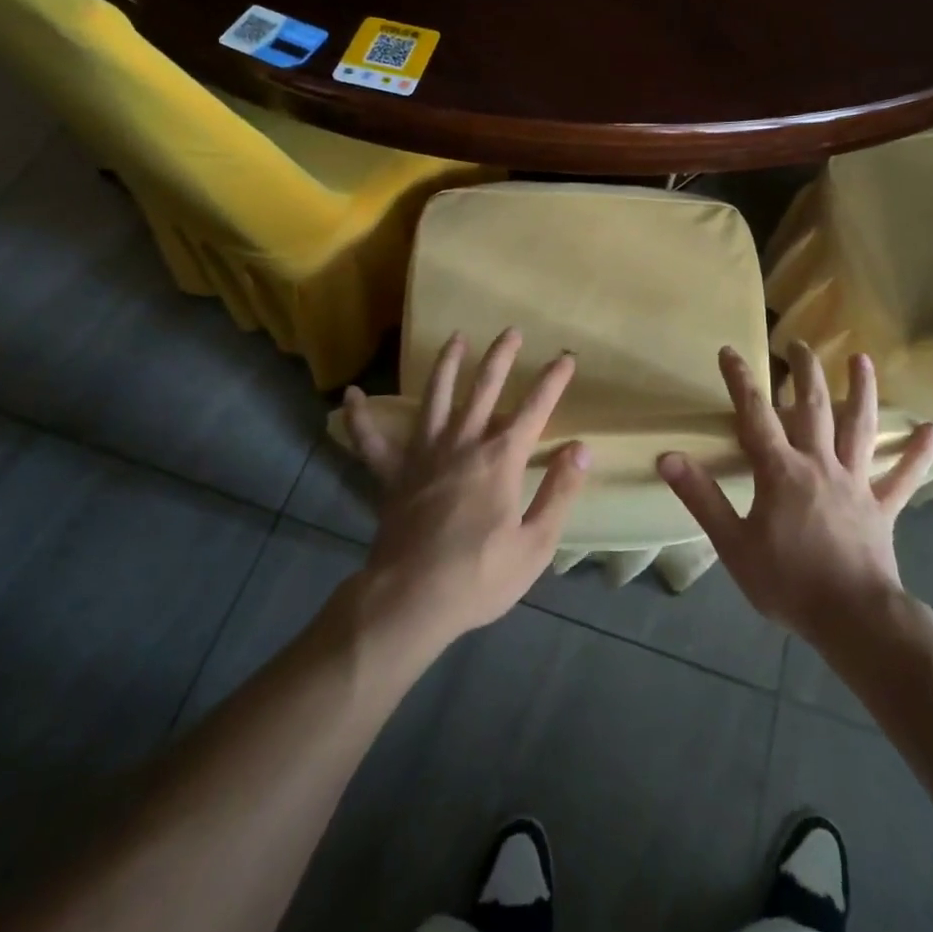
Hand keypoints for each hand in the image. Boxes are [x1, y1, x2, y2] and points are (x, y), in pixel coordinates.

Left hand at [342, 329, 589, 651]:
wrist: (410, 600)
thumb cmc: (479, 577)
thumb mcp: (534, 544)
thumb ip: (559, 492)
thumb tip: (581, 449)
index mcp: (500, 459)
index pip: (535, 409)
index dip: (553, 380)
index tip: (567, 357)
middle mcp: (462, 444)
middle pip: (484, 388)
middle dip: (501, 357)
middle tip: (511, 332)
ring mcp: (423, 454)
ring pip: (435, 397)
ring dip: (446, 365)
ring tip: (455, 339)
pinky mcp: (392, 474)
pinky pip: (371, 441)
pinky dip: (360, 419)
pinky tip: (351, 395)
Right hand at [658, 343, 932, 644]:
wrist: (853, 620)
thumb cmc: (788, 582)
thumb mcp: (733, 543)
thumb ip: (701, 497)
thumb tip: (668, 457)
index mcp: (781, 471)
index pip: (756, 415)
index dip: (741, 381)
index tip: (729, 351)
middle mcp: (820, 464)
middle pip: (812, 407)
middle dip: (804, 372)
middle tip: (799, 342)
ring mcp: (856, 483)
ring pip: (859, 427)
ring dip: (862, 391)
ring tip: (862, 359)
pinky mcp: (881, 506)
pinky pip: (902, 477)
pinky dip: (917, 453)